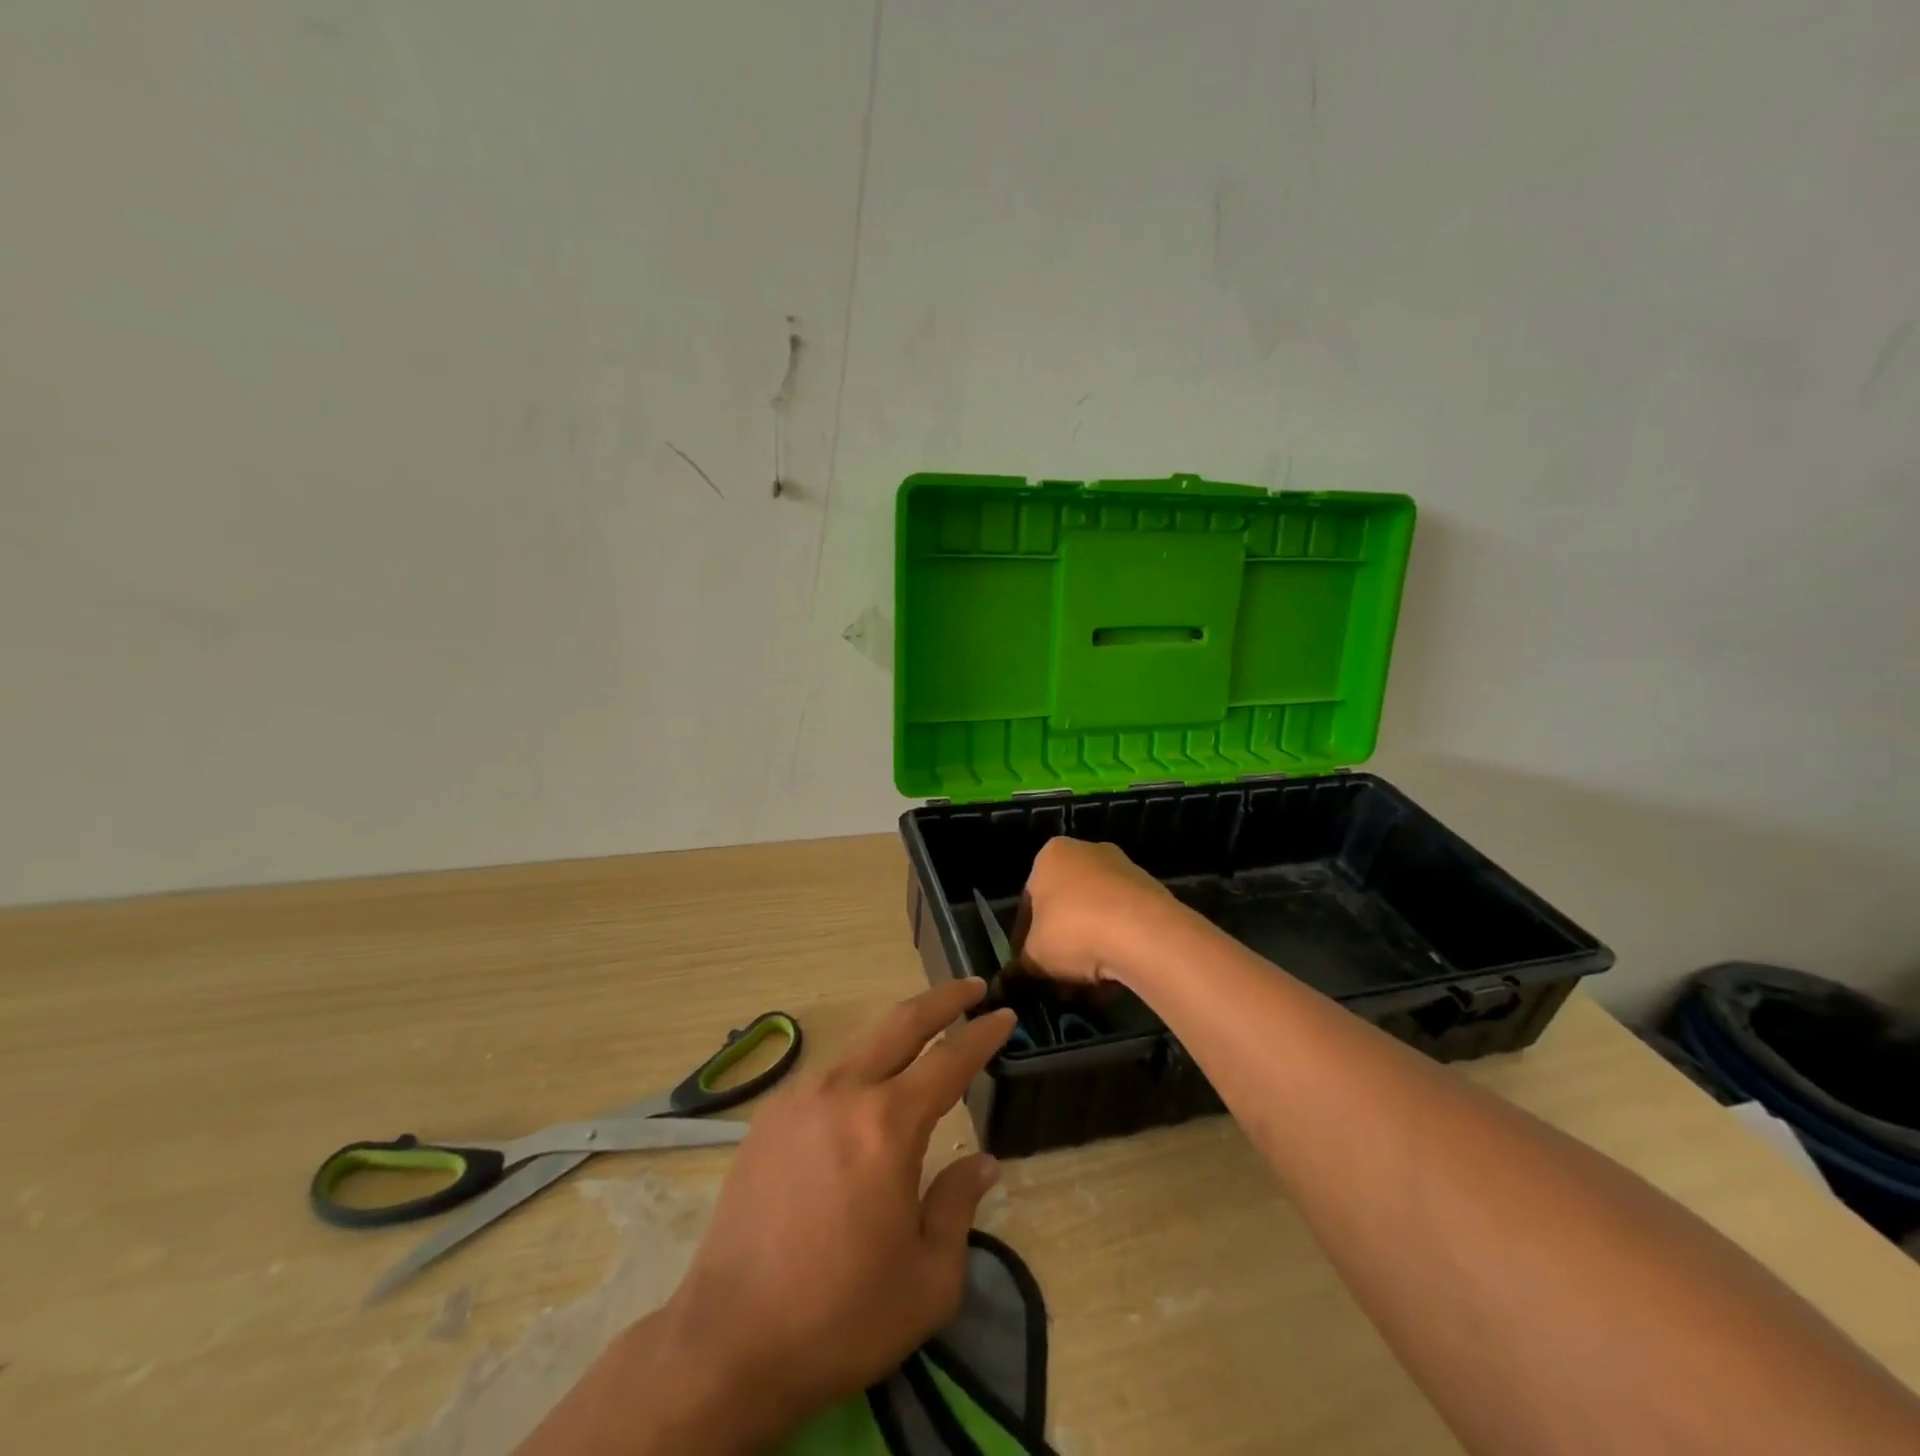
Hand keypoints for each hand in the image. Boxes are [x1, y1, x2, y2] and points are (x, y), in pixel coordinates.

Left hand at [522, 981, 1016, 1453]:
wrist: (729, 1344)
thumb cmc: (842, 1316)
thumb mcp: (929, 1279)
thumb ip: (959, 1205)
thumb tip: (983, 1162)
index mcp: (888, 1125)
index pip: (949, 1060)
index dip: (982, 1034)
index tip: (1005, 1015)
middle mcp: (843, 1092)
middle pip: (901, 1024)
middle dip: (943, 999)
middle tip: (972, 986)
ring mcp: (798, 1099)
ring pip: (861, 1046)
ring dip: (898, 1035)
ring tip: (922, 1043)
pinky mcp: (767, 1118)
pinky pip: (825, 1077)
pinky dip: (858, 1071)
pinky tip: (864, 1095)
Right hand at [1014, 836, 1178, 986]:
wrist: (1144, 933)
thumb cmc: (1073, 930)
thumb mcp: (1034, 955)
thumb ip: (1019, 968)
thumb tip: (1006, 982)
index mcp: (1051, 856)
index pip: (1029, 901)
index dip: (1024, 939)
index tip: (1027, 968)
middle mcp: (1087, 853)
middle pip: (1065, 908)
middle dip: (1060, 947)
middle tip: (1057, 981)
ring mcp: (1123, 870)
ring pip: (1096, 918)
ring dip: (1088, 952)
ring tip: (1086, 989)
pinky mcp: (1152, 892)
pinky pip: (1124, 925)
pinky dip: (1115, 949)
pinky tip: (1113, 981)